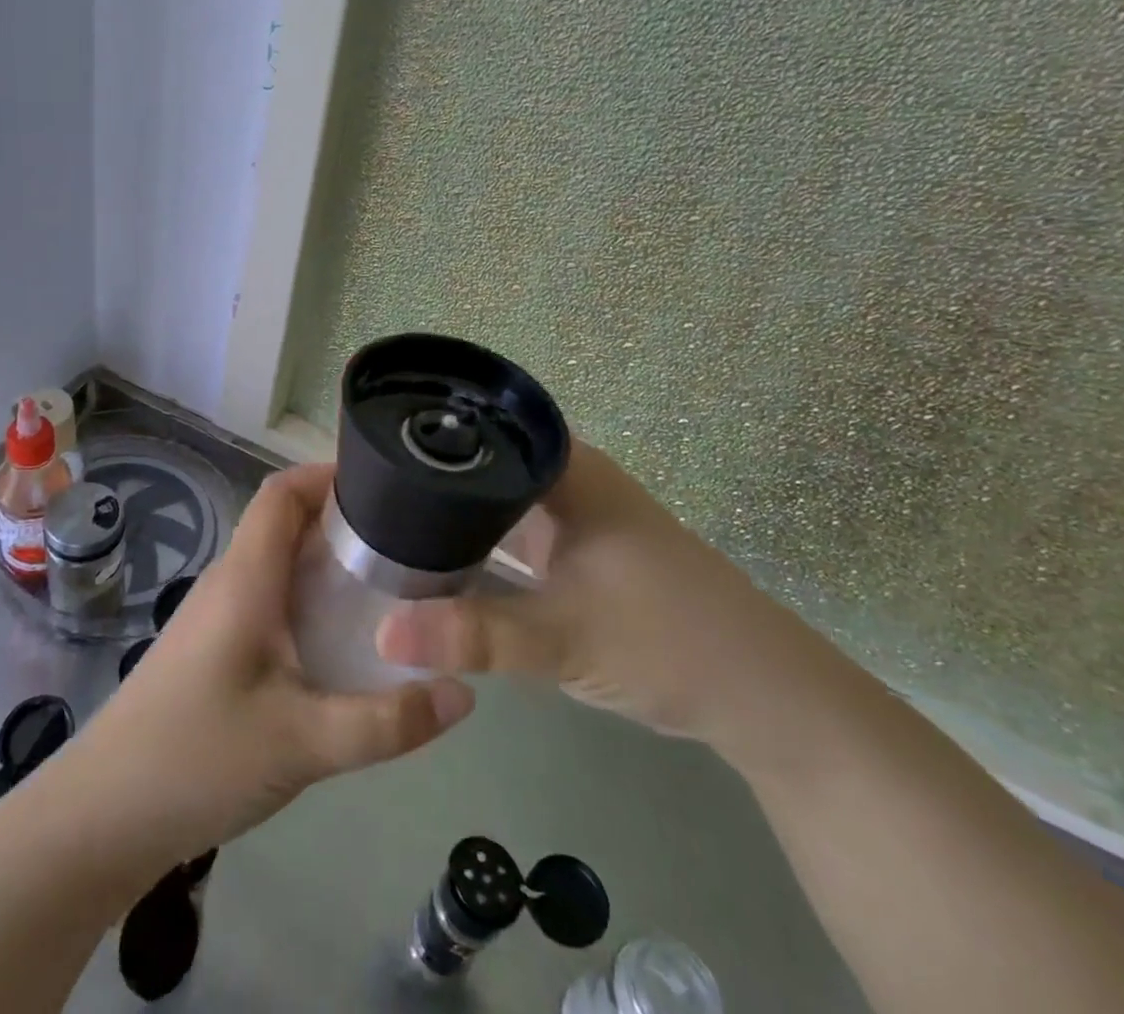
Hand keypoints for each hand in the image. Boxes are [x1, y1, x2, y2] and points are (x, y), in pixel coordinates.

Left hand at [72, 462, 473, 862]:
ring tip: (389, 584)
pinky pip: (270, 599)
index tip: (384, 485)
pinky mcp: (215, 648)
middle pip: (286, 523)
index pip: (282, 493)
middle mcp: (231, 582)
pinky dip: (309, 599)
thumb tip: (465, 693)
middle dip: (343, 521)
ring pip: (279, 564)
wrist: (103, 817)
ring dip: (327, 562)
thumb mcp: (304, 742)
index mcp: (247, 578)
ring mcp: (218, 615)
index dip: (327, 474)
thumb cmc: (198, 758)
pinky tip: (342, 641)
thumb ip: (386, 721)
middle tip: (406, 540)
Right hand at [376, 442, 822, 751]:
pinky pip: (512, 536)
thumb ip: (473, 635)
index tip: (370, 450)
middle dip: (427, 478)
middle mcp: (567, 481)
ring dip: (451, 515)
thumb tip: (381, 634)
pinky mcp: (578, 556)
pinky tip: (436, 562)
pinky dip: (478, 547)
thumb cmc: (668, 640)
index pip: (483, 426)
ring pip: (496, 502)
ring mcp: (574, 519)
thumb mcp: (562, 637)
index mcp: (567, 469)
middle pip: (483, 464)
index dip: (428, 432)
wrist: (762, 697)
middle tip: (361, 492)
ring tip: (381, 521)